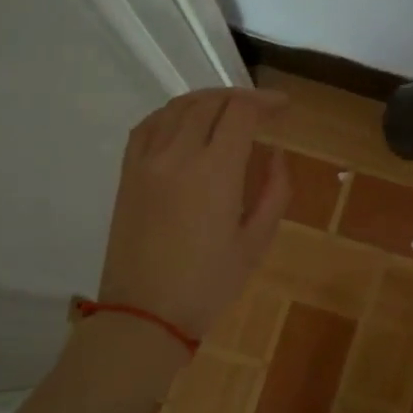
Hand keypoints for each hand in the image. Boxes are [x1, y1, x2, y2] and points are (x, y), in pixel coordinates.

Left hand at [97, 88, 290, 338]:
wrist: (145, 314)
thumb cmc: (209, 284)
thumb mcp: (256, 242)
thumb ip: (273, 190)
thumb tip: (274, 153)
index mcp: (214, 172)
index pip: (241, 113)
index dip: (266, 102)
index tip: (284, 108)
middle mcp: (177, 155)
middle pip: (210, 103)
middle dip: (240, 98)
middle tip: (261, 110)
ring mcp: (146, 161)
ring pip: (177, 108)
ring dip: (208, 100)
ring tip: (228, 111)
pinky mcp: (127, 173)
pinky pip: (148, 125)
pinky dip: (172, 114)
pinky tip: (186, 122)